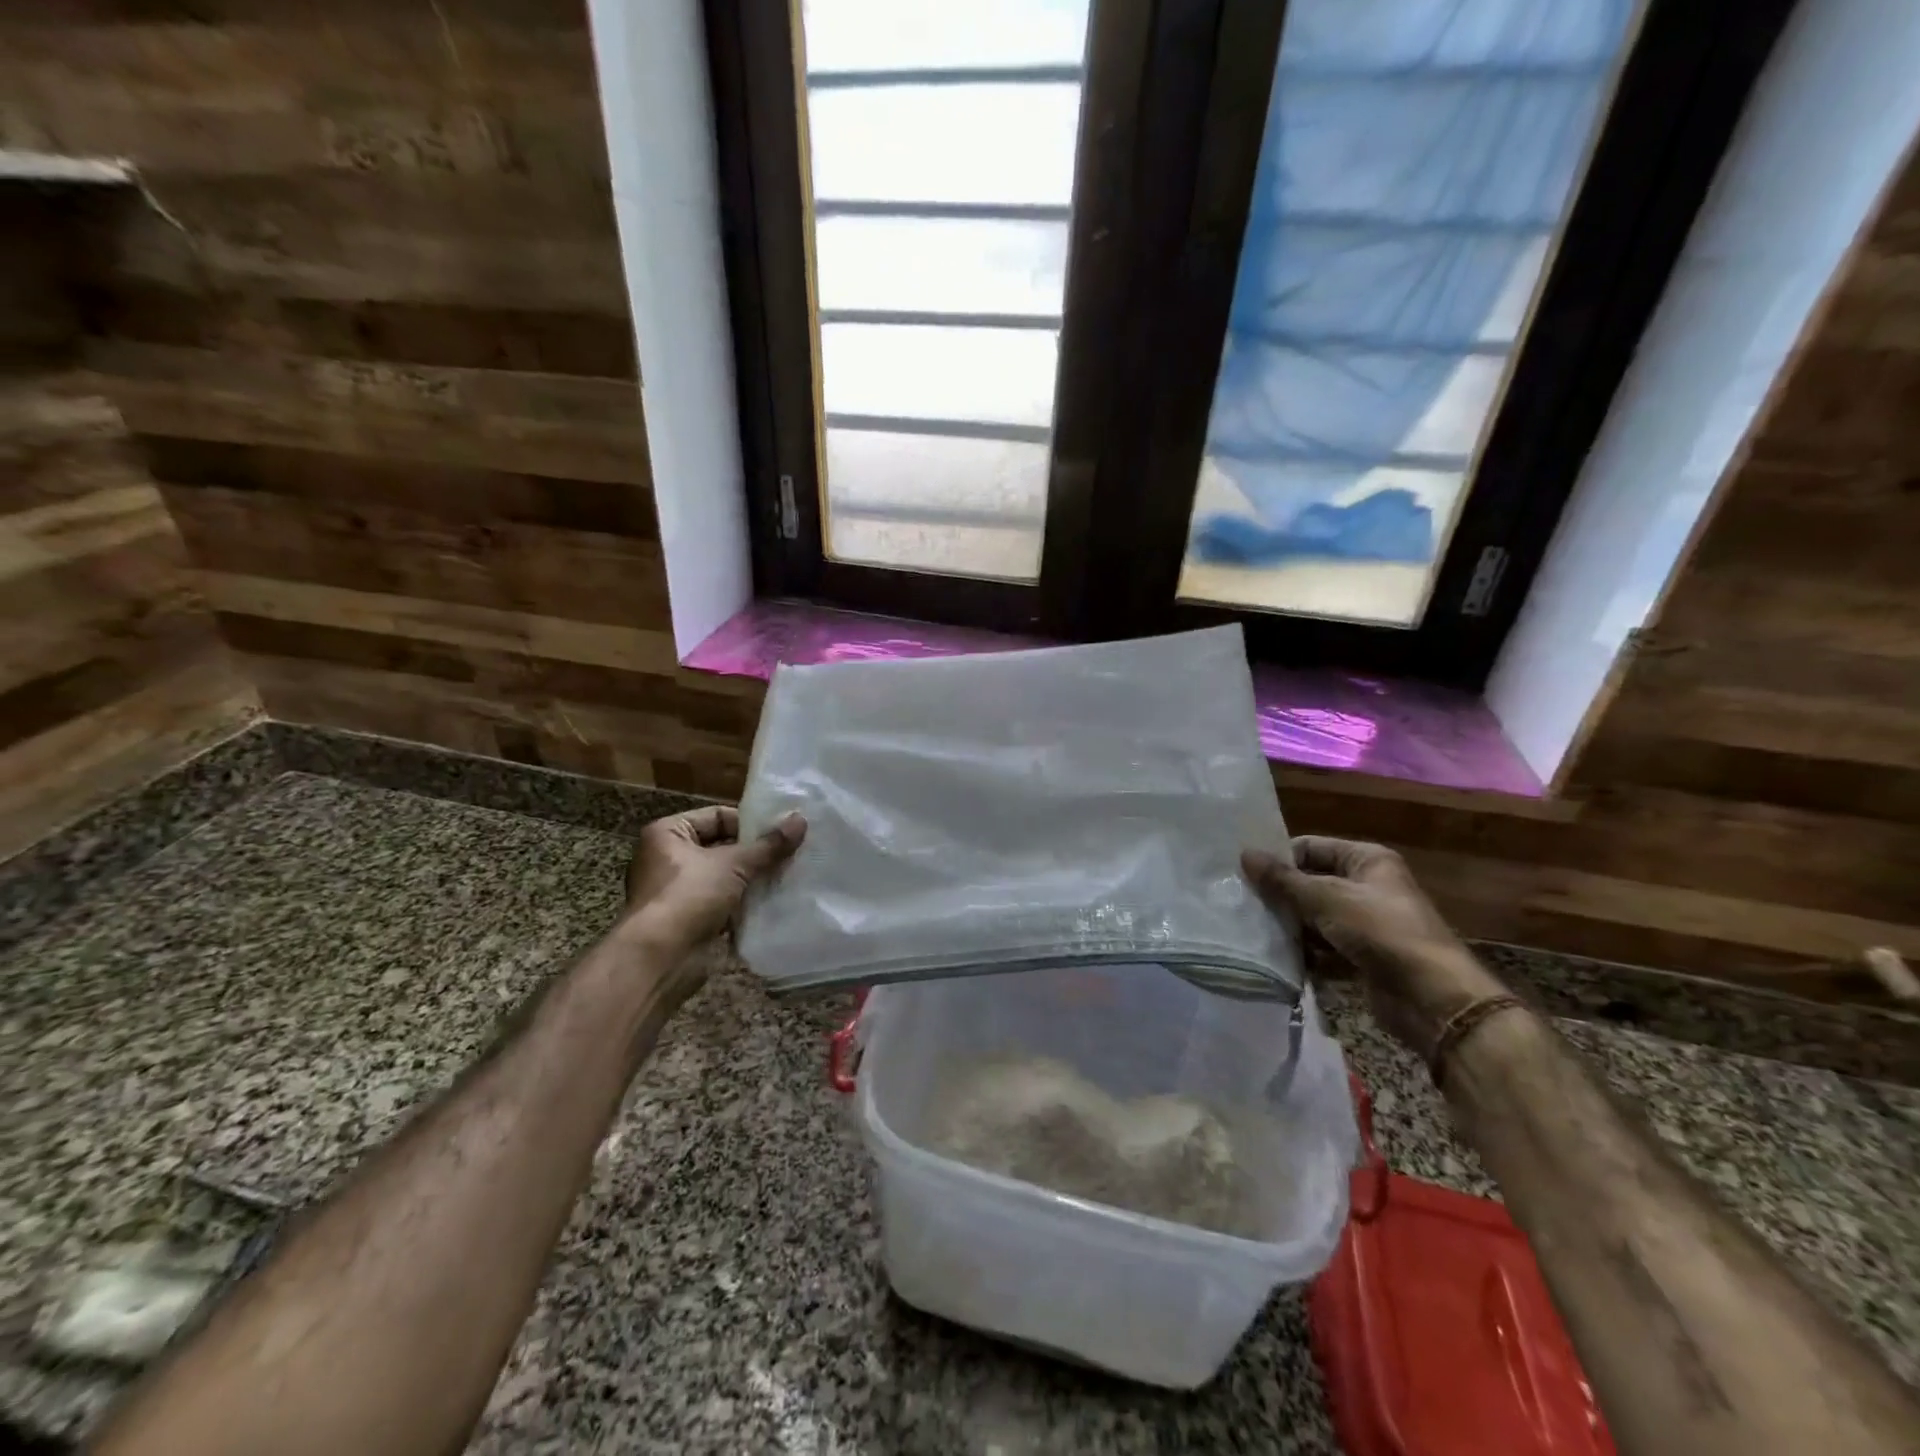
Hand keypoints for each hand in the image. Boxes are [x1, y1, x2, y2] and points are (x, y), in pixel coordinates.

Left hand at [623, 806, 806, 951]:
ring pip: (725, 877)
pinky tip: (774, 902)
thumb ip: (769, 845)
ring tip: (788, 875)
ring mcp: (678, 891)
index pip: (717, 817)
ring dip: (752, 879)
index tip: (781, 831)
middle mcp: (668, 858)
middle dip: (755, 853)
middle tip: (791, 852)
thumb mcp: (734, 864)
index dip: (749, 823)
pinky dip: (745, 903)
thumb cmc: (689, 896)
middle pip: (722, 847)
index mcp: (668, 834)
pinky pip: (724, 903)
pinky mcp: (690, 919)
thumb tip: (801, 820)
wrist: (660, 959)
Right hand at [1243, 835, 1506, 1054]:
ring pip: (1315, 916)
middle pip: (1311, 882)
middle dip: (1281, 895)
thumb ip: (1282, 879)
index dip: (1280, 858)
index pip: (1311, 847)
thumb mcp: (1325, 898)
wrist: (1431, 997)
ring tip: (1254, 931)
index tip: (1246, 874)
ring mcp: (1366, 922)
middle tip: (1243, 903)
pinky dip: (1305, 952)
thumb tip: (1244, 853)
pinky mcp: (1362, 955)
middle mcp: (1368, 886)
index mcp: (1367, 860)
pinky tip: (1278, 957)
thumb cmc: (1380, 931)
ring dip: (1290, 925)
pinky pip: (1324, 946)